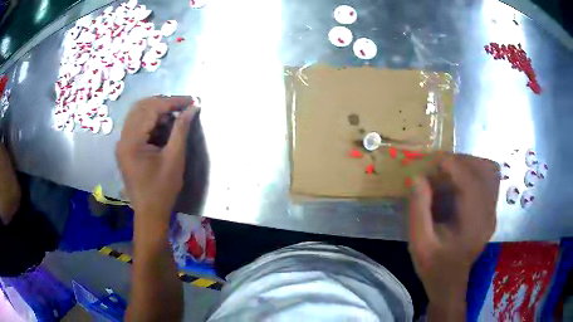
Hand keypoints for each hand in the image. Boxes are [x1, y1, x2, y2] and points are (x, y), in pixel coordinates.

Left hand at [116, 96, 197, 228]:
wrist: (149, 213)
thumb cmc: (162, 190)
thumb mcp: (174, 159)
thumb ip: (181, 130)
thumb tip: (192, 108)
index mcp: (131, 142)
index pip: (150, 110)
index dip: (171, 102)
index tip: (190, 100)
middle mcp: (122, 139)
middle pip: (141, 107)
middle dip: (163, 103)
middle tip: (182, 107)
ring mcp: (122, 143)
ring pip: (137, 114)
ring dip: (156, 111)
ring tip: (174, 116)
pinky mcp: (125, 148)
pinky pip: (136, 125)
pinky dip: (150, 121)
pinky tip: (163, 126)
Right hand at [408, 153, 499, 317]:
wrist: (449, 283)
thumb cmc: (434, 267)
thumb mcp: (419, 244)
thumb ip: (418, 211)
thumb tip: (419, 177)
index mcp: (473, 226)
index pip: (471, 183)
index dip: (453, 165)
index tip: (433, 160)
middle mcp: (488, 214)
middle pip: (484, 171)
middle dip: (461, 162)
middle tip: (439, 167)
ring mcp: (493, 211)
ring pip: (490, 171)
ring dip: (470, 165)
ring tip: (450, 172)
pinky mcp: (491, 210)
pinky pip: (489, 180)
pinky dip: (475, 173)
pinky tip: (460, 182)